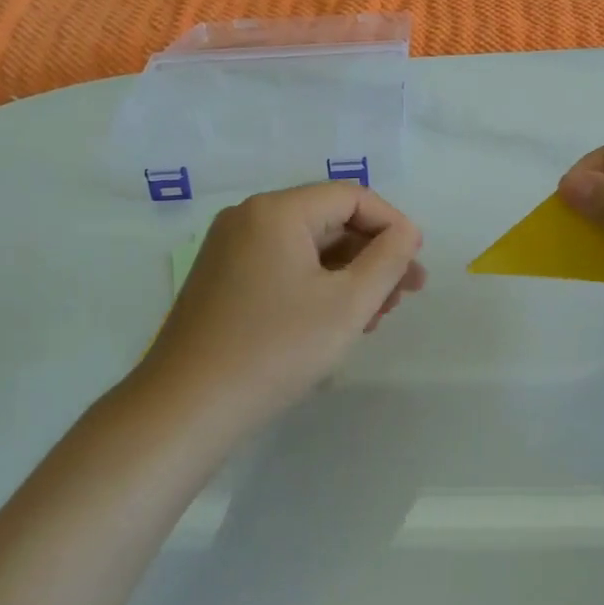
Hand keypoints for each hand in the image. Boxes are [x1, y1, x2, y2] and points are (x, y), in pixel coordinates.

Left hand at [133, 183, 426, 434]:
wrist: (187, 408)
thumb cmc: (276, 349)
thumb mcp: (347, 304)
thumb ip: (387, 260)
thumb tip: (406, 232)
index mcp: (277, 211)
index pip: (351, 196)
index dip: (393, 225)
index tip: (416, 264)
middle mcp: (249, 218)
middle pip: (329, 221)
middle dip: (373, 255)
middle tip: (405, 296)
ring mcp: (230, 249)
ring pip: (307, 247)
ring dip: (349, 274)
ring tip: (377, 315)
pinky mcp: (222, 280)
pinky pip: (283, 267)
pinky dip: (317, 285)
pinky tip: (338, 320)